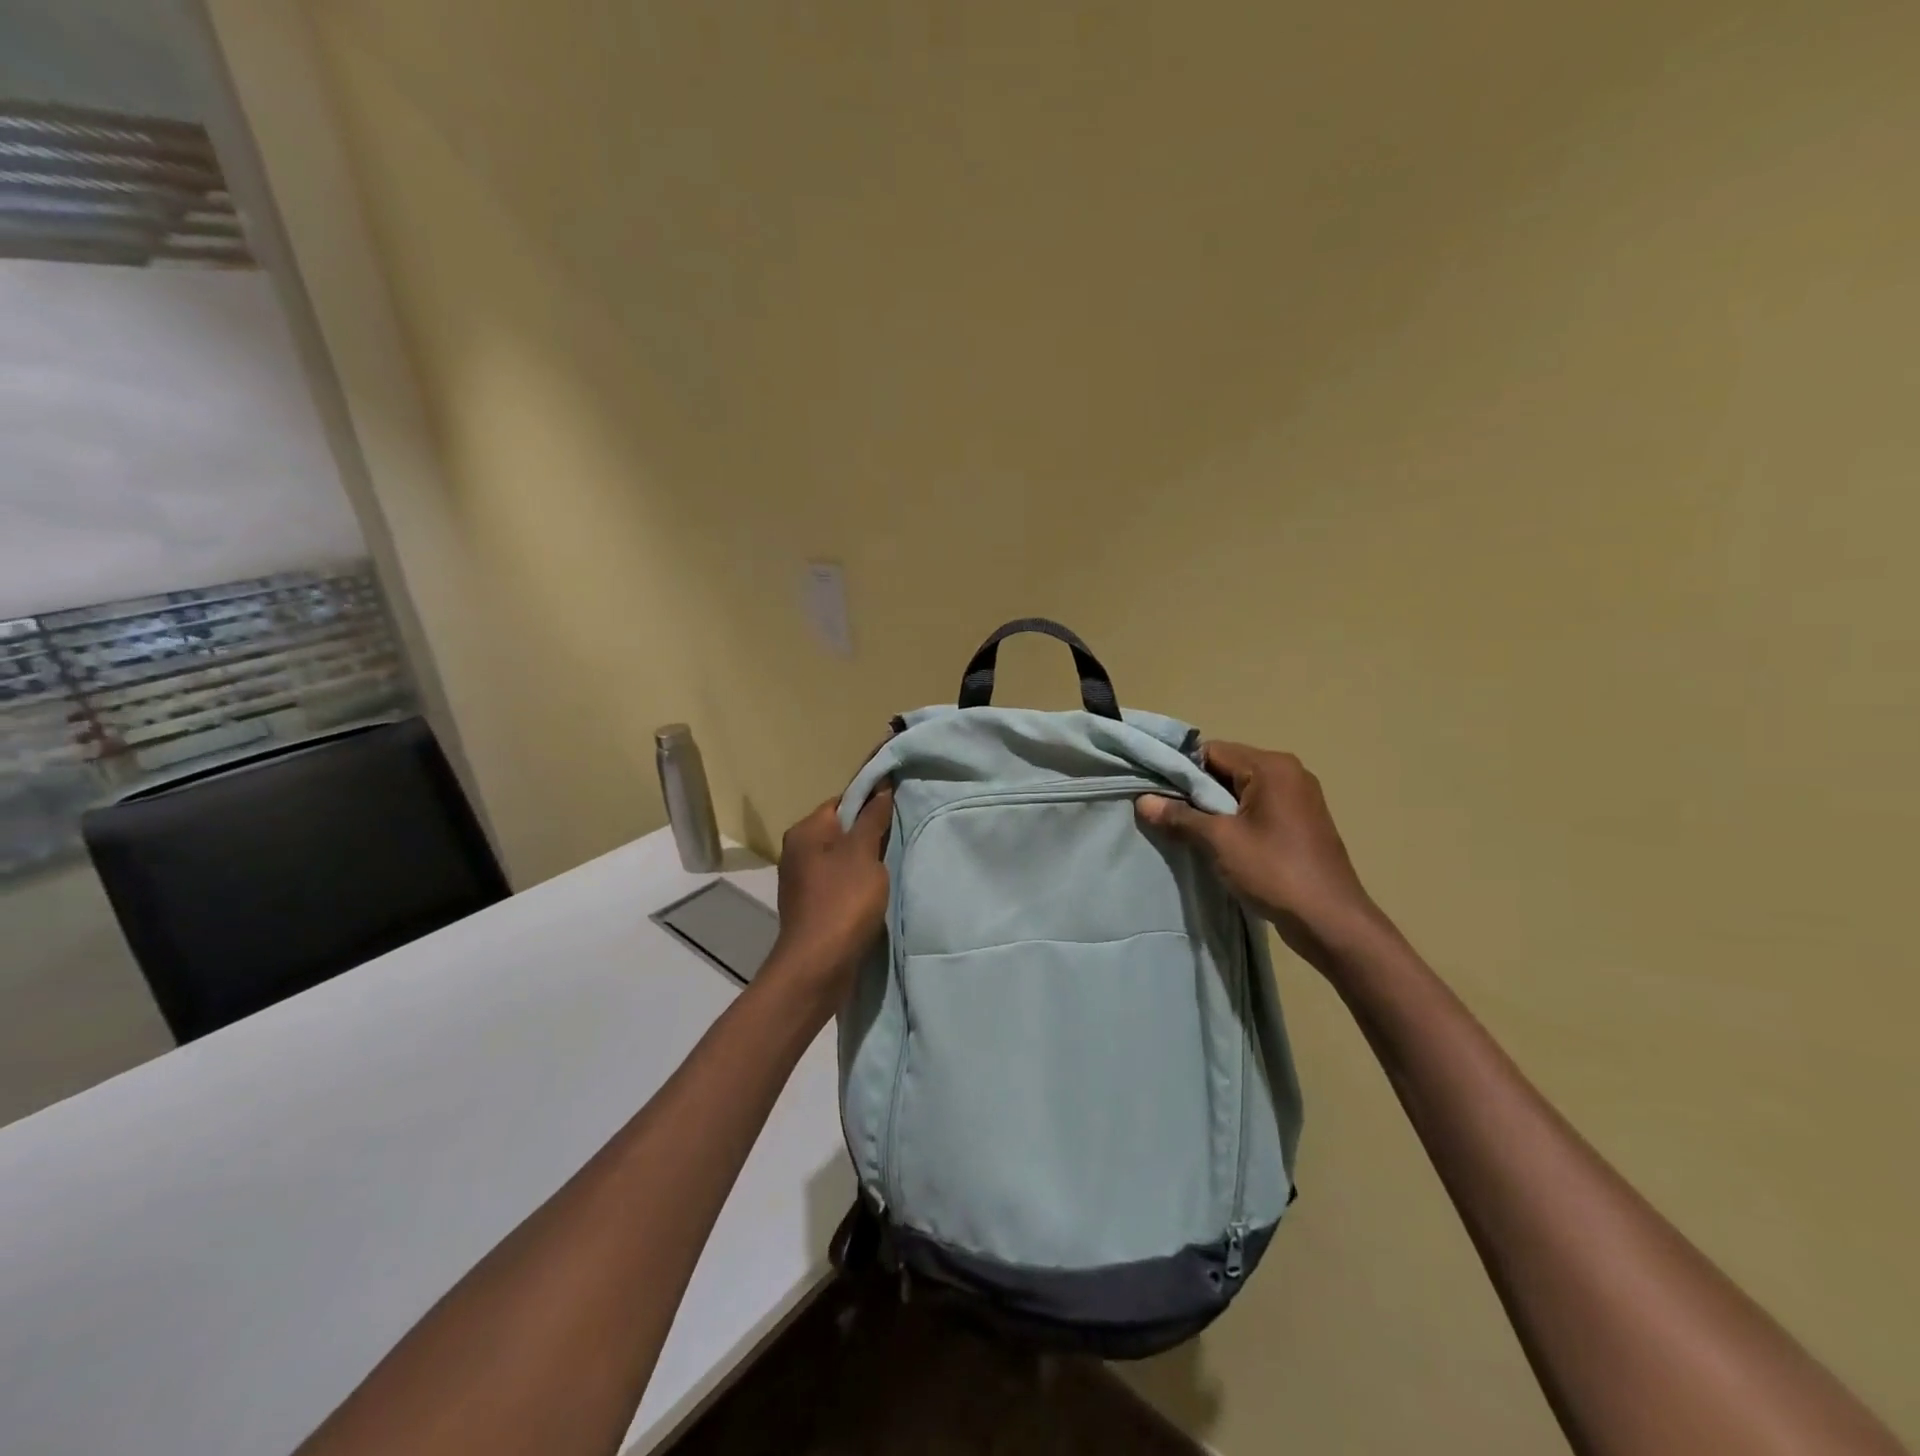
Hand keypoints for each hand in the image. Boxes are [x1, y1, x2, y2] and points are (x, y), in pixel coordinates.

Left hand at [764, 784, 894, 1007]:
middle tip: (899, 839)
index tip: (897, 809)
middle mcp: (797, 851)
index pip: (842, 802)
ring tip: (891, 868)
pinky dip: (858, 884)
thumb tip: (880, 786)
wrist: (818, 965)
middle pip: (841, 830)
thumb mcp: (864, 852)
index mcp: (805, 831)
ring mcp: (802, 881)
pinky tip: (876, 894)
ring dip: (866, 862)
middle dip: (870, 834)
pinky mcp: (812, 906)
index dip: (870, 802)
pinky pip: (839, 883)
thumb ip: (873, 817)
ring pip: (841, 858)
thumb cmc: (843, 901)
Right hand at [1136, 743, 1381, 967]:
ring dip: (1215, 808)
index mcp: (1271, 767)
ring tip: (1190, 832)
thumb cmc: (1274, 871)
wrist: (1330, 921)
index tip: (1159, 794)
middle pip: (1227, 768)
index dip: (1181, 771)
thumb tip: (1143, 801)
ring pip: (1241, 791)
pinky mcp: (1301, 823)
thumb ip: (1180, 817)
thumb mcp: (1219, 841)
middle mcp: (1289, 773)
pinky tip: (1219, 844)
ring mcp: (1299, 798)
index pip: (1212, 751)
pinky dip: (1235, 820)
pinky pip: (1257, 809)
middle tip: (1169, 815)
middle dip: (1197, 791)